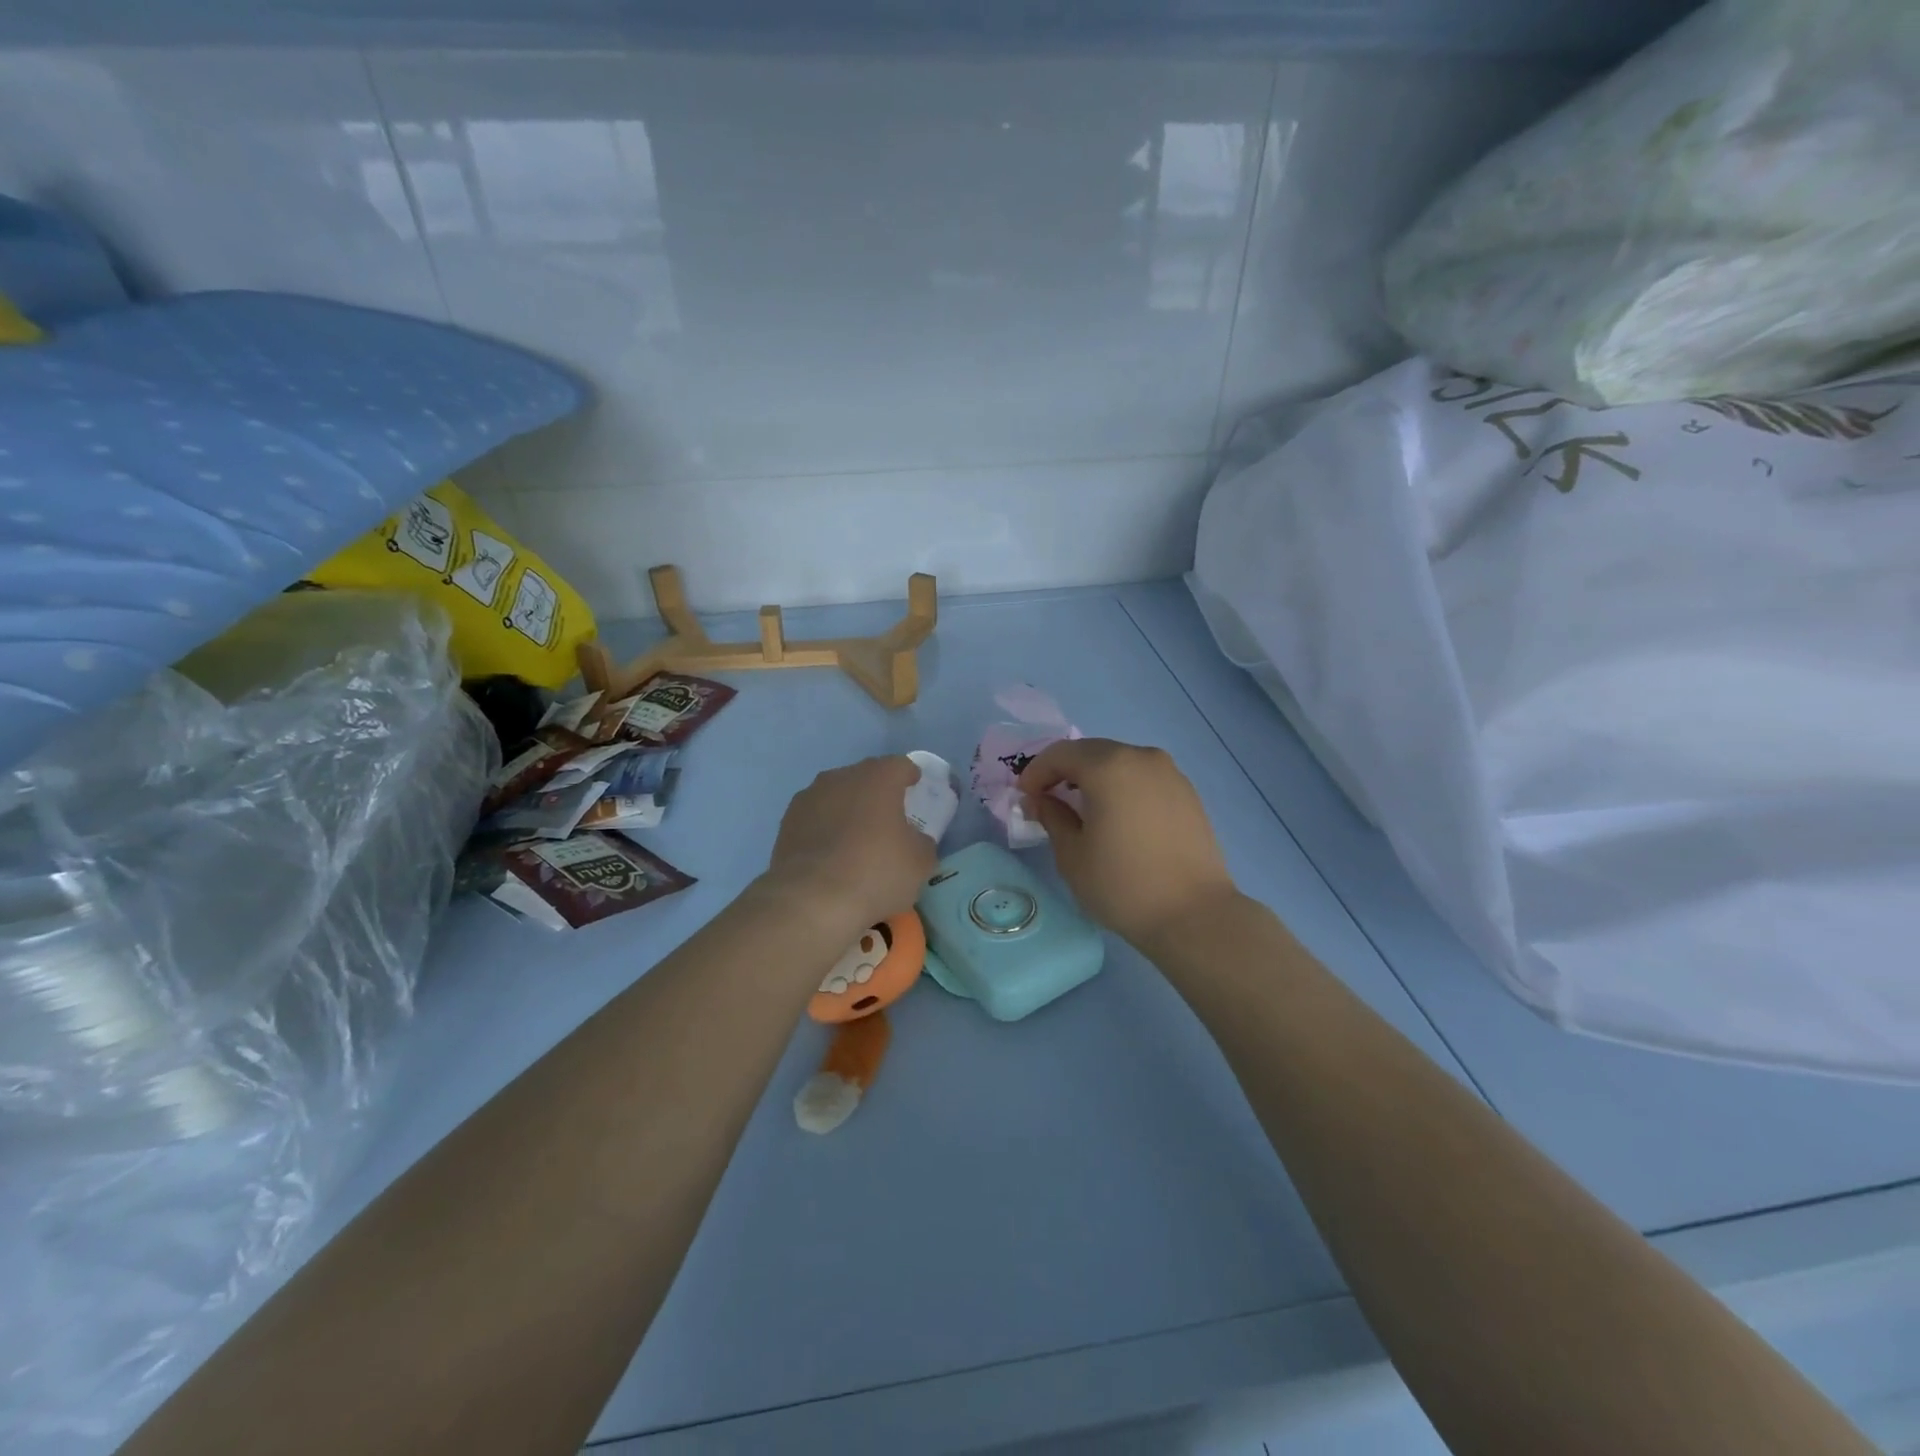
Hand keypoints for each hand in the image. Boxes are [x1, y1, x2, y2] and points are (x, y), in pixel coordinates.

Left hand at [765, 755, 938, 936]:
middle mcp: (841, 777)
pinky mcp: (786, 822)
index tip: (915, 788)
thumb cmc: (876, 873)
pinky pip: (815, 817)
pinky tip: (831, 854)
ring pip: (837, 795)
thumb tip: (913, 839)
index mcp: (878, 778)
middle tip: (889, 817)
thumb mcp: (920, 863)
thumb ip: (921, 842)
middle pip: (865, 777)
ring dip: (848, 809)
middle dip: (878, 792)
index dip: (910, 776)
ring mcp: (809, 797)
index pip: (900, 765)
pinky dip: (825, 828)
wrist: (811, 901)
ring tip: (857, 837)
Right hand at [1019, 739, 1237, 948]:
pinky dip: (1121, 786)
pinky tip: (1116, 815)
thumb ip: (1052, 817)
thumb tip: (1040, 800)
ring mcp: (1170, 773)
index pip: (1061, 754)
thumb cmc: (1122, 884)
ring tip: (1081, 807)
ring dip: (1094, 776)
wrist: (1193, 915)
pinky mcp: (1187, 793)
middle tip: (1048, 798)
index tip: (1025, 797)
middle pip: (1091, 752)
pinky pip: (1143, 777)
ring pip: (1120, 762)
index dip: (1036, 772)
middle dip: (1064, 770)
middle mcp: (1141, 757)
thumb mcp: (1072, 854)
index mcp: (1108, 766)